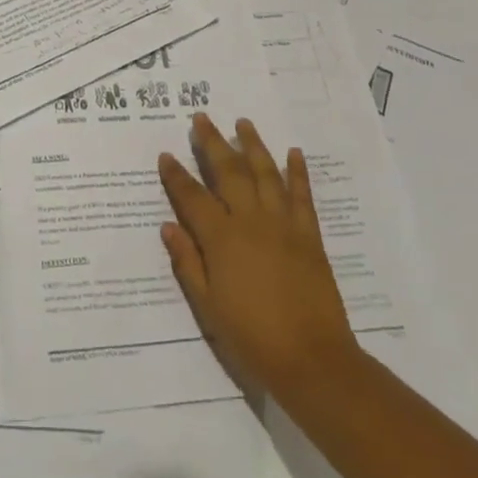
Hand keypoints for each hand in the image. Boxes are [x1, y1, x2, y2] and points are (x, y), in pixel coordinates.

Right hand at [158, 114, 359, 397]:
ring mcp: (283, 225)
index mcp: (221, 239)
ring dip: (253, 145)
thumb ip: (187, 262)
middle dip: (213, 143)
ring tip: (243, 122)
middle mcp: (251, 221)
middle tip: (201, 118)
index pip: (192, 197)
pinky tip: (293, 153)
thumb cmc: (251, 337)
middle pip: (228, 172)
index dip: (176, 175)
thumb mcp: (208, 306)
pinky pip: (302, 195)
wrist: (312, 360)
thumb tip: (168, 226)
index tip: (166, 154)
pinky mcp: (309, 235)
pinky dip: (298, 172)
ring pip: (265, 173)